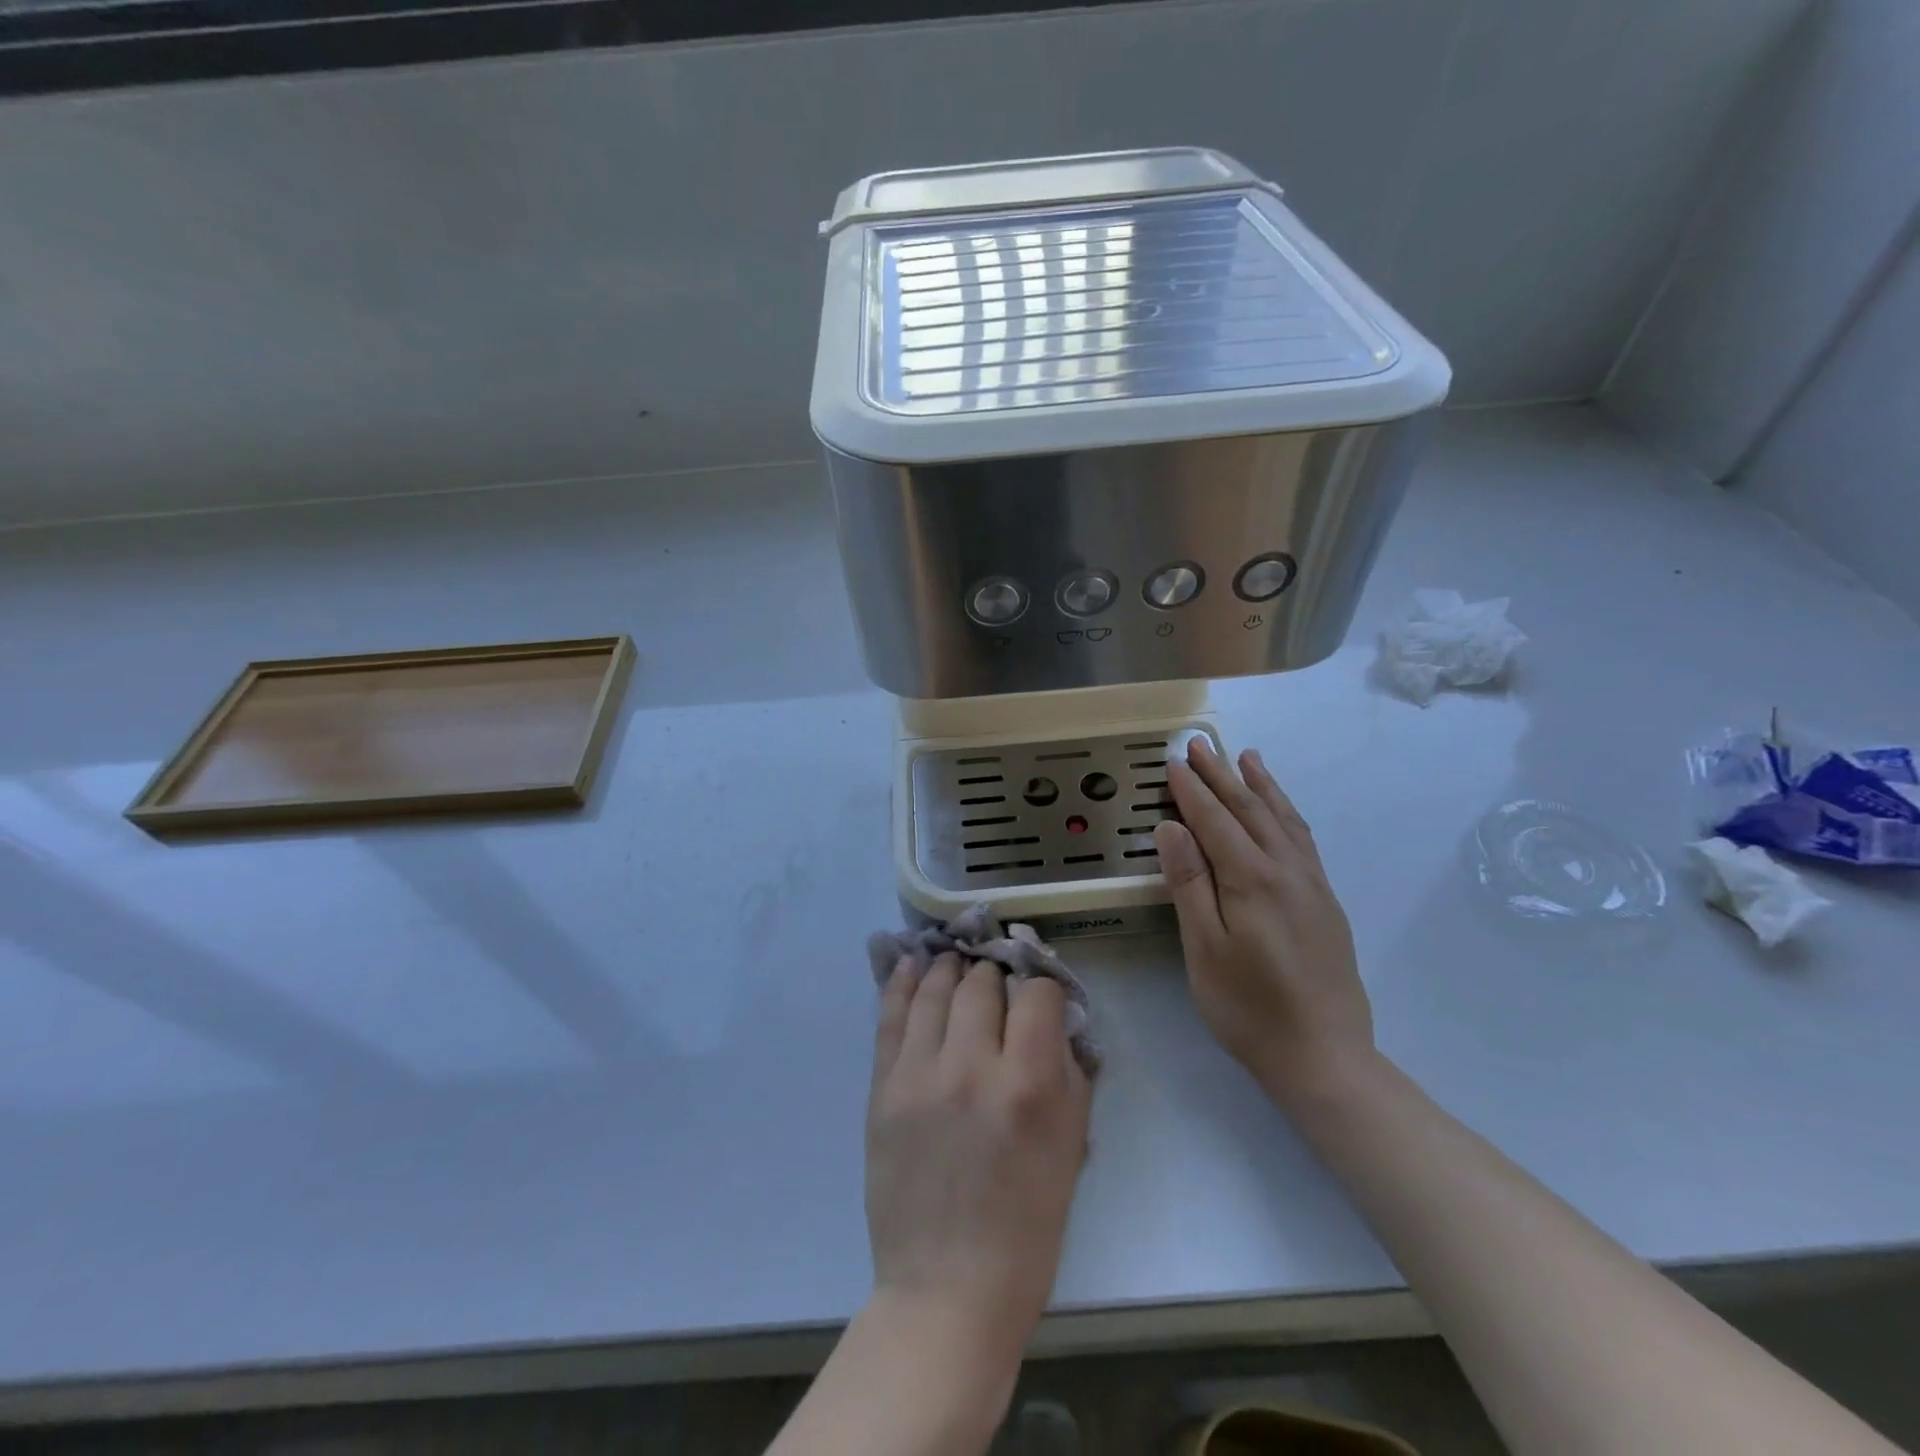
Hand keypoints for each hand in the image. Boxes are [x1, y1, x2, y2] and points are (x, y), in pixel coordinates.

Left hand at [865, 954, 1091, 1365]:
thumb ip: (1068, 1072)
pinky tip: (912, 962)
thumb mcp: (1071, 1148)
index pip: (1036, 993)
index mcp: (1026, 1084)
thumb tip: (1054, 1021)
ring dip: (952, 969)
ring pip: (936, 989)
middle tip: (999, 986)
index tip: (1040, 999)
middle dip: (997, 976)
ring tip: (957, 961)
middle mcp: (970, 1065)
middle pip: (982, 983)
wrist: (946, 1288)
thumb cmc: (1025, 1227)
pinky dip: (904, 983)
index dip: (1042, 988)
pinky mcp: (883, 1087)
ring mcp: (919, 1073)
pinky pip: (891, 1016)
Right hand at [1153, 737, 1375, 1107]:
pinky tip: (1280, 810)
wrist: (1325, 1057)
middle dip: (1222, 775)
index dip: (1191, 790)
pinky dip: (1287, 813)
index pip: (1214, 821)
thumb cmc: (1249, 1008)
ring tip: (1247, 757)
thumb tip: (1171, 827)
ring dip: (1261, 785)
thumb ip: (1189, 883)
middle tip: (1201, 744)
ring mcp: (1312, 884)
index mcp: (1252, 880)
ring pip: (1283, 819)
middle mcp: (1286, 870)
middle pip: (1250, 810)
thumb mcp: (1204, 949)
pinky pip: (1303, 839)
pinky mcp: (1325, 901)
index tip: (1173, 761)